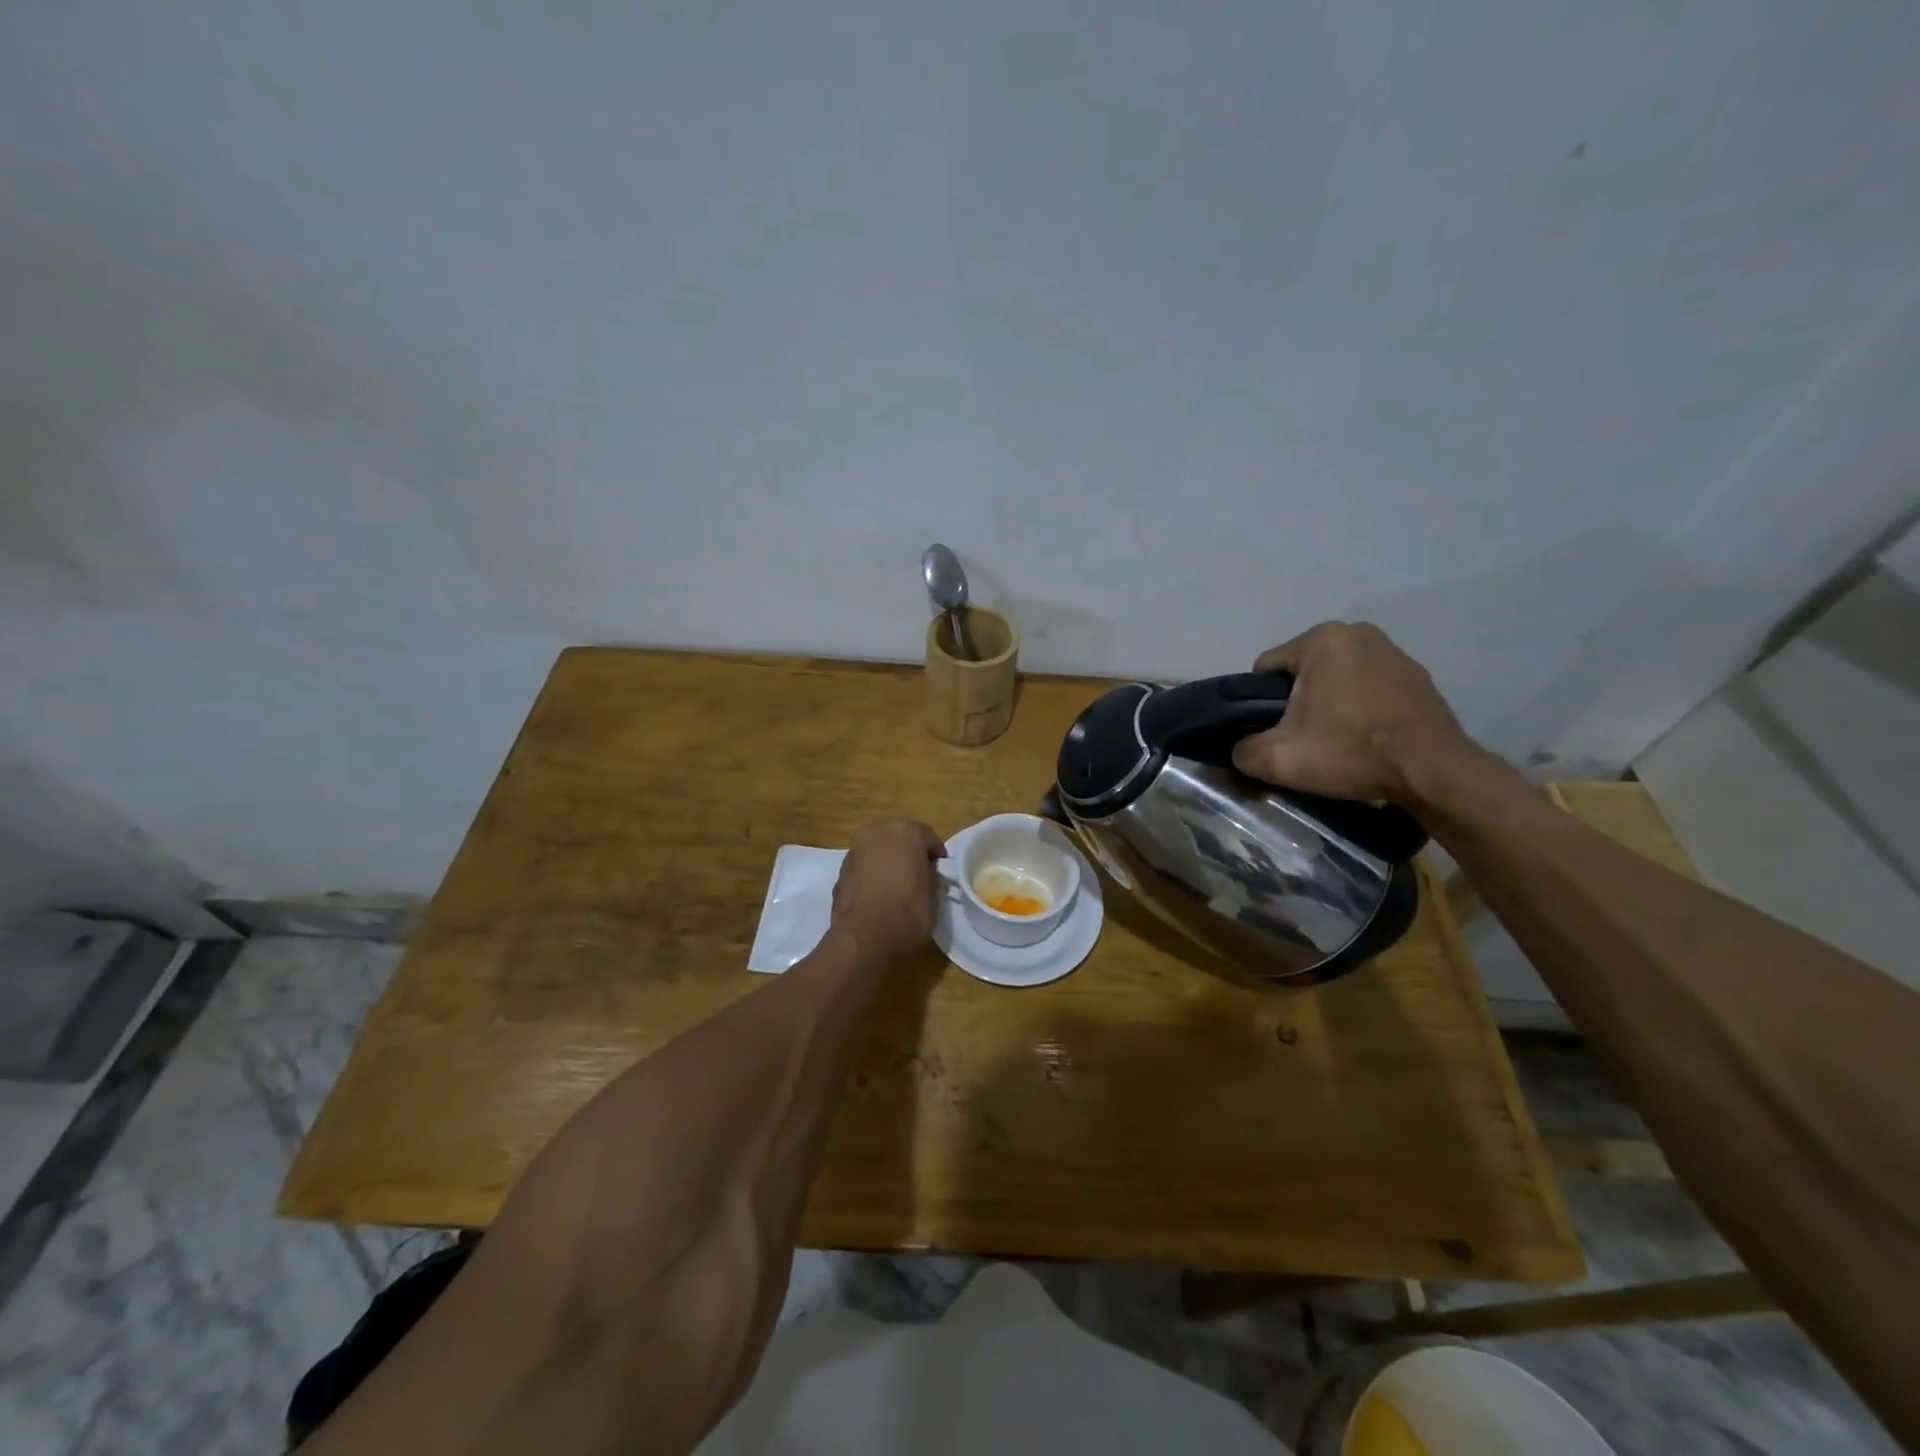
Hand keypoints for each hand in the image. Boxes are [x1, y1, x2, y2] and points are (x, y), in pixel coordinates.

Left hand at [831, 818, 946, 962]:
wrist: (866, 936)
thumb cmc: (909, 910)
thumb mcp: (933, 893)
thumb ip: (930, 876)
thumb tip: (927, 876)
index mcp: (905, 830)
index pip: (928, 838)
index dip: (936, 856)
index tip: (940, 873)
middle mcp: (877, 832)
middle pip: (899, 839)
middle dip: (908, 854)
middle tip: (917, 877)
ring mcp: (855, 851)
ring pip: (878, 853)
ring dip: (887, 864)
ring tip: (896, 889)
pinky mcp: (840, 872)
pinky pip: (863, 870)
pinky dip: (871, 877)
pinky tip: (877, 898)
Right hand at [1230, 622, 1477, 804]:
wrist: (1433, 772)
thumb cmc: (1351, 752)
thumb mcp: (1278, 759)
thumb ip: (1242, 751)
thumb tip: (1238, 750)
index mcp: (1321, 640)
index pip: (1265, 670)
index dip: (1259, 705)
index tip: (1275, 734)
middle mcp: (1357, 633)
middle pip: (1301, 672)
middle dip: (1296, 702)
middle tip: (1305, 740)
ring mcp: (1392, 650)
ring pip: (1335, 678)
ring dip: (1328, 703)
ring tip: (1337, 740)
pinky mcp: (1416, 674)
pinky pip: (1367, 686)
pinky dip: (1359, 705)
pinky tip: (1366, 735)